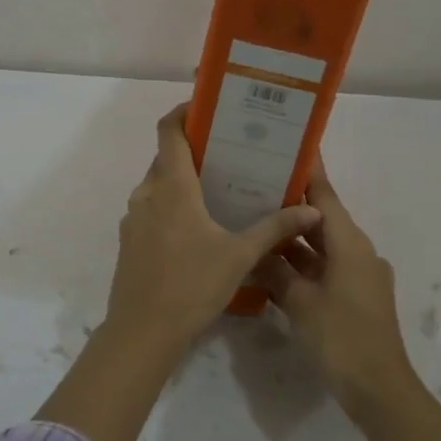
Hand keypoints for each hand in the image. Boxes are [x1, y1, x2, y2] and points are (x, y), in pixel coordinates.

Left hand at [102, 104, 321, 356]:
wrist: (142, 332)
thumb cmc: (192, 285)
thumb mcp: (240, 256)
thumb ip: (275, 228)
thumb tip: (311, 209)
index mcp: (172, 187)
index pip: (170, 131)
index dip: (184, 113)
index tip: (208, 108)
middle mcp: (147, 194)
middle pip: (167, 157)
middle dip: (194, 151)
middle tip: (230, 154)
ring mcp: (134, 218)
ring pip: (158, 185)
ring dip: (183, 181)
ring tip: (219, 190)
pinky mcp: (129, 240)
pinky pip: (151, 209)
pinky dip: (171, 206)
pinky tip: (197, 228)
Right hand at [253, 163, 415, 414]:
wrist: (378, 387)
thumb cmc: (341, 337)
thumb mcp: (299, 302)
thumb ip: (275, 271)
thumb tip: (253, 251)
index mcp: (350, 243)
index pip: (325, 195)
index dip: (308, 171)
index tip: (289, 146)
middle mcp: (358, 251)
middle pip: (322, 218)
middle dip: (292, 203)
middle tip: (256, 185)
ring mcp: (359, 275)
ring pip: (321, 245)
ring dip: (294, 237)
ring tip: (256, 220)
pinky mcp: (354, 296)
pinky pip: (324, 267)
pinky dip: (301, 263)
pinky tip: (271, 263)